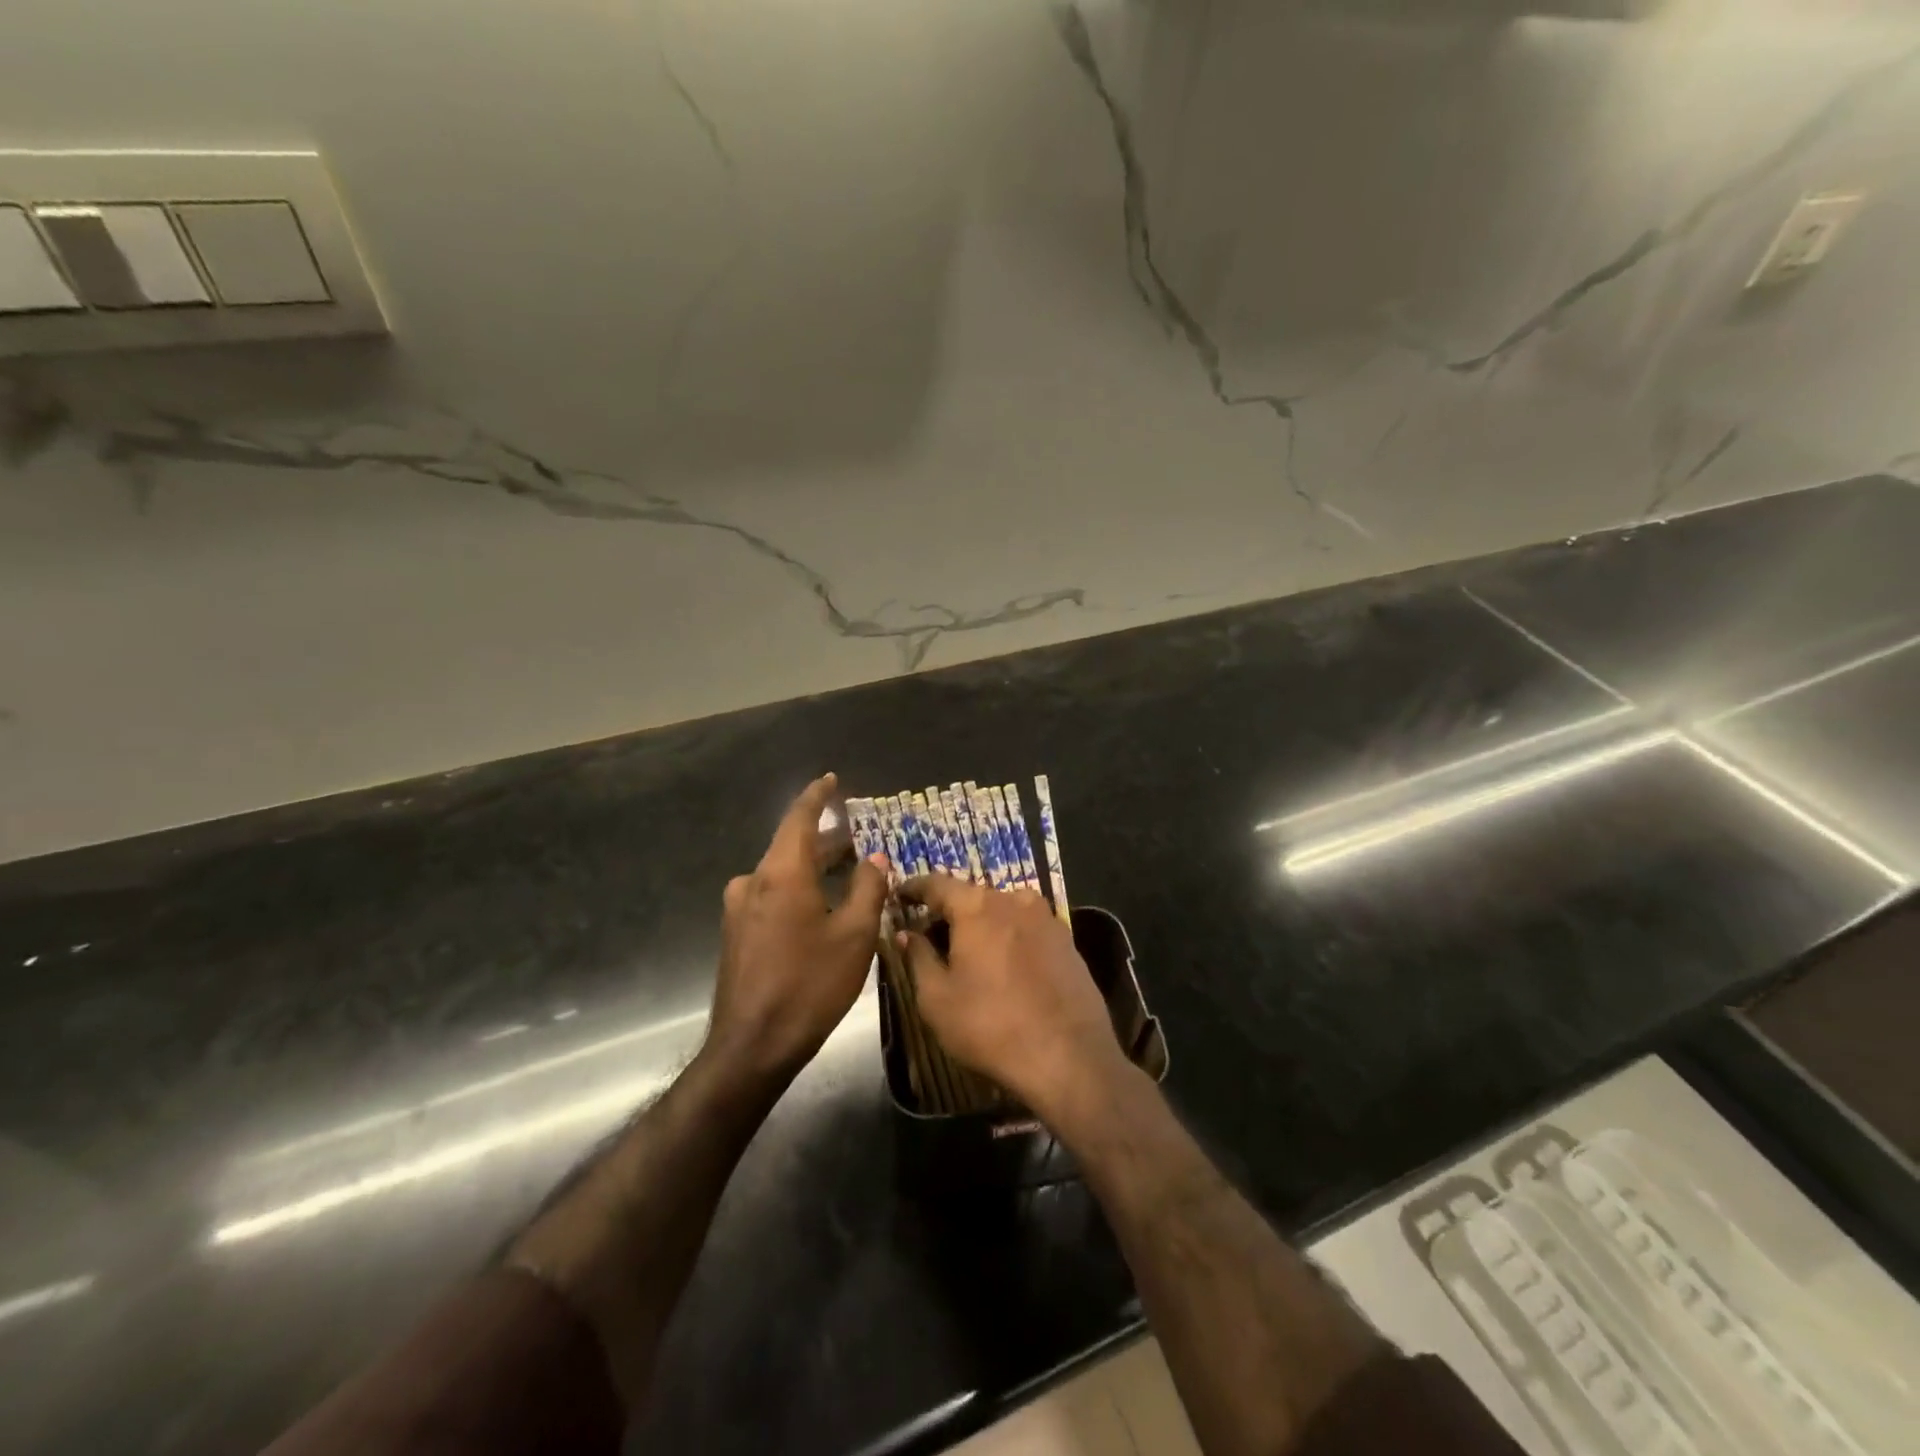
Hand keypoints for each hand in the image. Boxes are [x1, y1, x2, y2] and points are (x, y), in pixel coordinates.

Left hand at [707, 774, 888, 1081]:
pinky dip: (799, 890)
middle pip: (792, 846)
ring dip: (814, 869)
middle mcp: (754, 881)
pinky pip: (772, 895)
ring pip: (782, 873)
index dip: (817, 797)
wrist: (751, 1046)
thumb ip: (867, 889)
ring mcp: (740, 908)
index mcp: (781, 873)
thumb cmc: (809, 986)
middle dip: (827, 841)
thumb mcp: (853, 936)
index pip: (799, 818)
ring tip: (848, 873)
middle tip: (860, 839)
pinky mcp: (736, 932)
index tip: (831, 780)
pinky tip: (821, 907)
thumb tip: (875, 859)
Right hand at [895, 875, 1127, 1118]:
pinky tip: (1004, 965)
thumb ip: (918, 958)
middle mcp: (1014, 900)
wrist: (1070, 1057)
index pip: (937, 884)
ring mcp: (1046, 918)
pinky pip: (1027, 929)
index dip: (915, 888)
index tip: (900, 894)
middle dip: (950, 911)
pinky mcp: (1068, 941)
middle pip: (972, 896)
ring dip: (982, 925)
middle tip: (931, 932)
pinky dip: (1009, 938)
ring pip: (1003, 911)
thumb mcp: (937, 999)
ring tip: (968, 951)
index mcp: (977, 906)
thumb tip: (907, 934)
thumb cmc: (991, 1027)